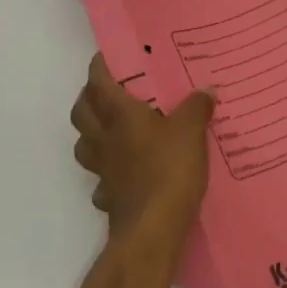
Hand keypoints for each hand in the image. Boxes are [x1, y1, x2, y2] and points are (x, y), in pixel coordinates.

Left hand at [70, 54, 214, 244]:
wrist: (152, 231)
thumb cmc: (169, 169)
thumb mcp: (191, 131)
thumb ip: (197, 106)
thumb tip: (206, 88)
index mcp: (119, 115)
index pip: (98, 82)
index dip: (99, 67)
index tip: (108, 56)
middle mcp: (104, 138)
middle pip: (80, 111)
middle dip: (88, 97)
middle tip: (109, 90)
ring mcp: (102, 170)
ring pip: (82, 144)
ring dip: (91, 133)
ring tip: (111, 128)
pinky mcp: (108, 196)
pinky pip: (99, 178)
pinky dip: (106, 171)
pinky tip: (123, 171)